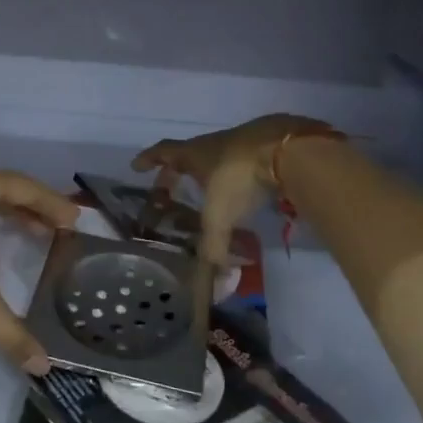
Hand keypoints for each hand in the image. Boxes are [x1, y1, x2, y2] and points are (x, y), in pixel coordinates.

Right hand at [133, 115, 339, 264]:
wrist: (286, 149)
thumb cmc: (239, 176)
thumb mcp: (220, 214)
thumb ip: (213, 245)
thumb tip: (211, 279)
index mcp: (194, 154)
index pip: (163, 153)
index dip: (149, 159)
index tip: (137, 166)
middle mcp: (213, 145)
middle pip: (188, 155)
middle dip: (176, 170)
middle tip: (169, 186)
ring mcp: (241, 143)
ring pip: (216, 157)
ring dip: (208, 173)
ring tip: (207, 192)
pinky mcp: (266, 148)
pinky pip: (242, 162)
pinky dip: (236, 176)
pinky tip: (244, 190)